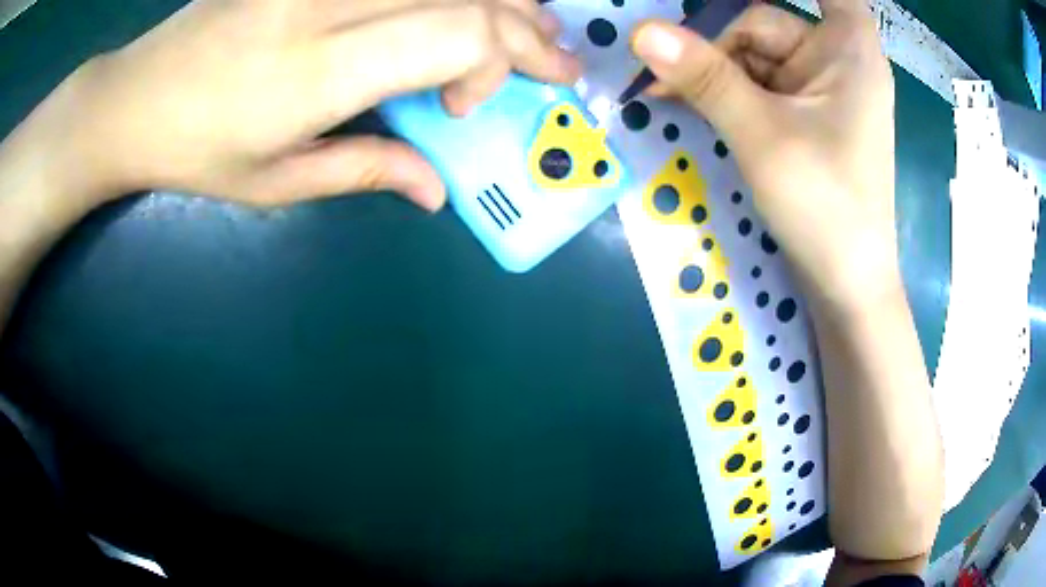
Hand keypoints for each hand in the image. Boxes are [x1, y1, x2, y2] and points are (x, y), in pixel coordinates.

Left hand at [37, 0, 578, 210]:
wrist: (132, 100)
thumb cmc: (194, 152)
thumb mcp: (275, 183)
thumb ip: (365, 172)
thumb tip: (438, 190)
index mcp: (318, 71)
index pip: (455, 33)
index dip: (495, 61)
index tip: (470, 105)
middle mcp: (326, 6)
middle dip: (526, 27)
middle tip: (558, 60)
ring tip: (531, 24)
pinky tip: (465, 2)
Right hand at [632, 0, 896, 307]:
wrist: (846, 284)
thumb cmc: (825, 207)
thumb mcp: (762, 135)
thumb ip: (704, 77)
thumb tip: (642, 31)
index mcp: (848, 48)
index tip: (716, 1)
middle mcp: (837, 58)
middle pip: (762, 24)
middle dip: (713, 46)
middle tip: (660, 73)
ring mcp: (820, 86)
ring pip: (753, 54)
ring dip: (712, 72)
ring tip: (668, 96)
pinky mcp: (806, 112)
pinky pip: (758, 83)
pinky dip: (726, 91)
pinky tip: (693, 105)